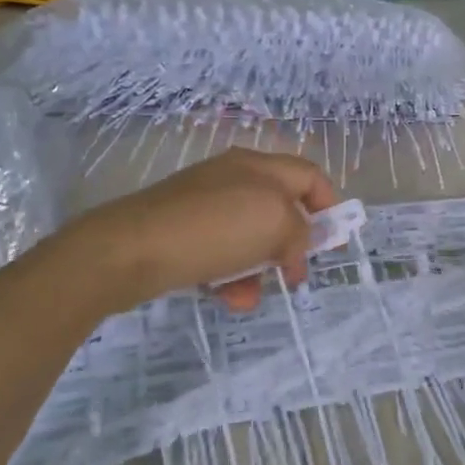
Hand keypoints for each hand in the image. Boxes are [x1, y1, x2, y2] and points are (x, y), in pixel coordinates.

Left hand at [65, 149, 337, 312]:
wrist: (131, 249)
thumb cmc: (215, 229)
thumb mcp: (276, 223)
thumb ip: (301, 231)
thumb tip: (295, 246)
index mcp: (260, 166)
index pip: (310, 176)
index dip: (329, 205)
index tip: (333, 242)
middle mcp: (234, 177)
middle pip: (280, 209)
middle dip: (291, 245)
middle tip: (294, 274)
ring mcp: (205, 203)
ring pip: (250, 236)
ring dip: (260, 267)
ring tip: (252, 295)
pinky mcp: (182, 230)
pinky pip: (221, 252)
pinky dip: (230, 275)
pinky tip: (228, 298)